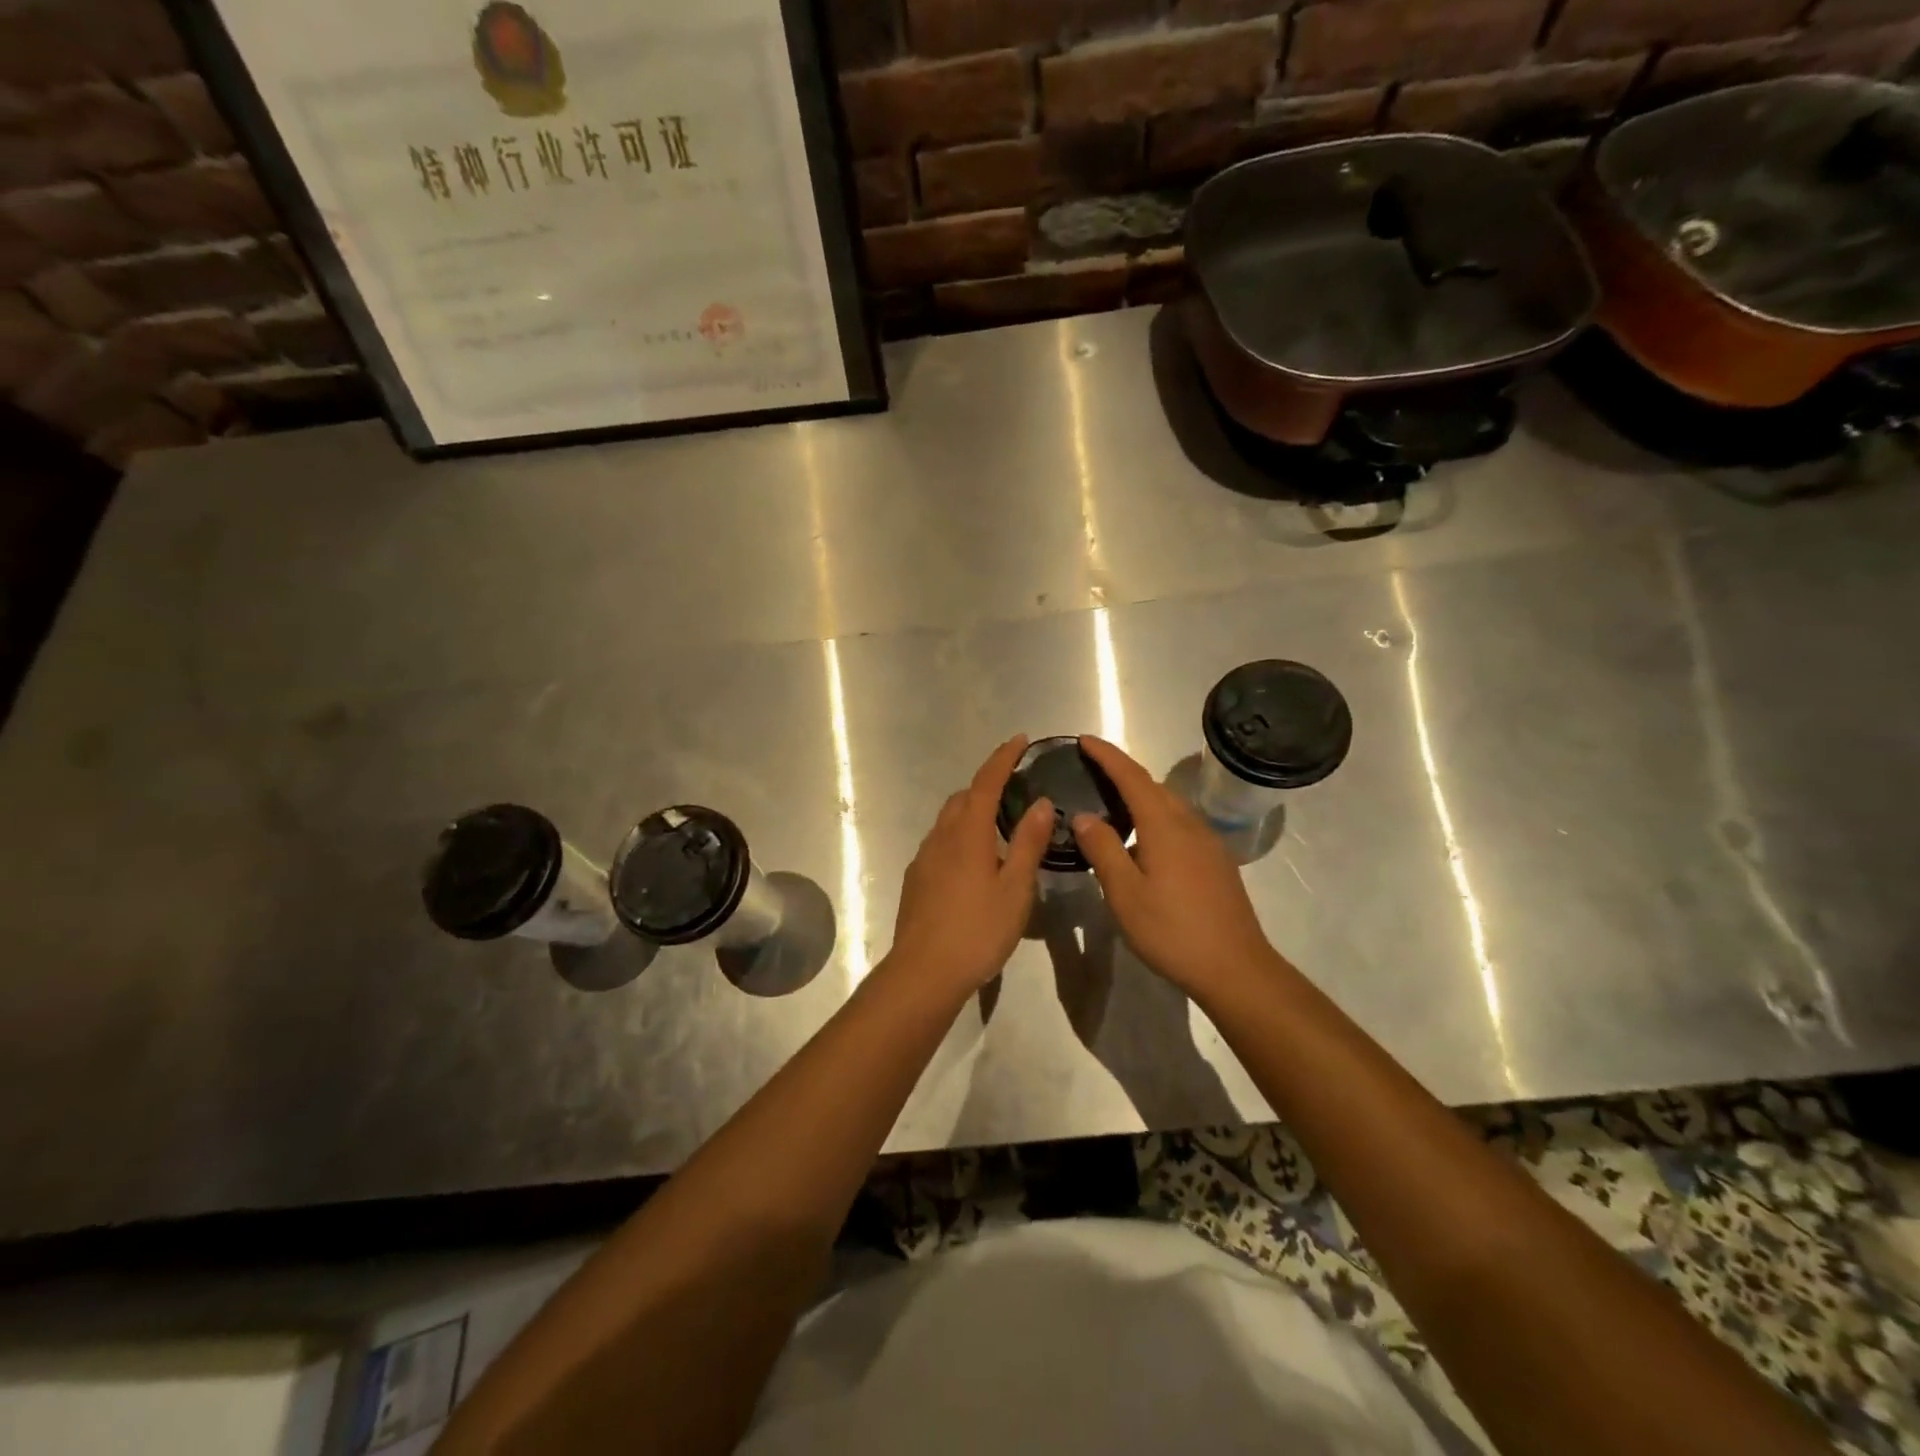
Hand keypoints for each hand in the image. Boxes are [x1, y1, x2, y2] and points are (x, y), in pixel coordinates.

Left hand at [886, 736, 1053, 997]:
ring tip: (998, 827)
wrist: (923, 972)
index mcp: (967, 833)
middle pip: (962, 798)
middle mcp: (940, 837)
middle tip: (1014, 789)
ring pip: (948, 821)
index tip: (1019, 740)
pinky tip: (974, 863)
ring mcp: (924, 858)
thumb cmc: (977, 930)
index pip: (986, 782)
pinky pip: (940, 843)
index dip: (1002, 758)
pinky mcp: (916, 880)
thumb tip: (1040, 802)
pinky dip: (959, 836)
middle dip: (986, 785)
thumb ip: (1028, 843)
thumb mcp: (1015, 889)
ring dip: (971, 811)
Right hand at [1070, 736, 1284, 1002]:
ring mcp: (1208, 843)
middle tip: (1091, 769)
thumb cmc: (1173, 931)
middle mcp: (1189, 825)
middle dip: (1122, 771)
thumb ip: (1103, 850)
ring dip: (1140, 794)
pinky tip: (1143, 838)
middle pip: (1152, 786)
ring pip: (1169, 804)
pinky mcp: (1216, 862)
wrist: (1236, 968)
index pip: (1132, 777)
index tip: (1084, 740)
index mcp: (1165, 826)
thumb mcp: (1126, 894)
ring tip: (1111, 800)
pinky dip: (1155, 815)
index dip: (1107, 756)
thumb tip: (1084, 815)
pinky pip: (1179, 823)